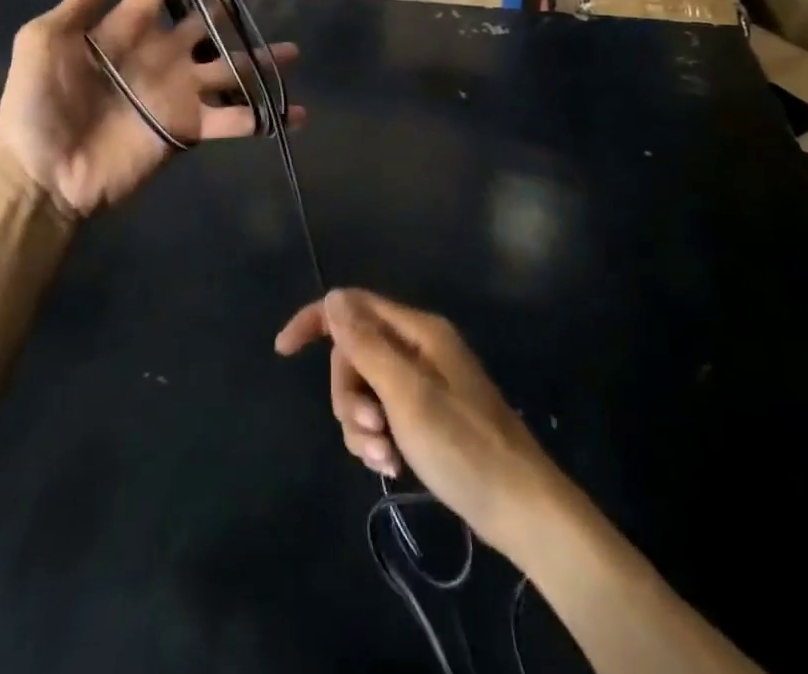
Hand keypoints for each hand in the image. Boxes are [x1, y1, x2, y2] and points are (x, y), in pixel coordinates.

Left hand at [0, 0, 302, 218]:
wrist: (44, 173)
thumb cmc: (37, 104)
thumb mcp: (45, 42)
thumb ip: (78, 3)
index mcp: (129, 27)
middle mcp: (162, 54)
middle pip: (205, 21)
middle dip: (227, 4)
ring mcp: (180, 91)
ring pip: (231, 66)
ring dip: (262, 59)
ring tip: (293, 50)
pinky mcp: (190, 128)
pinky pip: (236, 119)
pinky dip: (266, 117)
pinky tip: (295, 112)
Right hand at [275, 290, 561, 559]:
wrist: (523, 510)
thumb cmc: (465, 447)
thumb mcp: (407, 395)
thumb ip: (366, 345)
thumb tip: (332, 298)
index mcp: (418, 331)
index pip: (353, 306)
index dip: (316, 321)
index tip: (284, 350)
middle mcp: (418, 347)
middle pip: (355, 352)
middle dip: (348, 392)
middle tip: (367, 431)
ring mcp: (423, 381)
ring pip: (365, 386)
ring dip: (360, 422)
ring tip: (381, 456)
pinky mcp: (426, 414)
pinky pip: (382, 412)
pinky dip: (376, 437)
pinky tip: (389, 464)